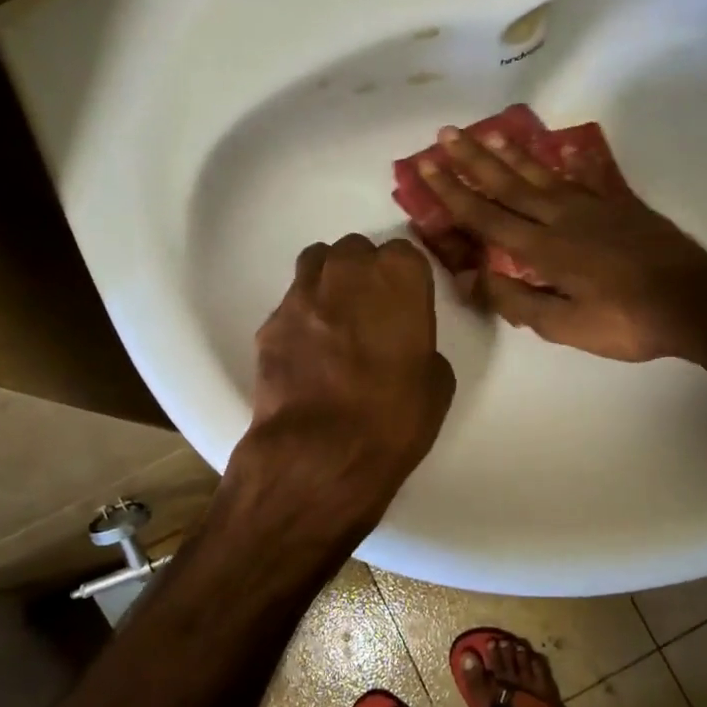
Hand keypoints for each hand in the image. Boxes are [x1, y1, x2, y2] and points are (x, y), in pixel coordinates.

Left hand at [229, 234, 455, 542]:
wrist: (319, 454)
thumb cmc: (393, 418)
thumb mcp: (437, 383)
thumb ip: (421, 346)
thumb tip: (403, 347)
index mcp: (397, 277)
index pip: (404, 253)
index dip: (406, 280)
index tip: (407, 305)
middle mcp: (347, 272)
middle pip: (356, 251)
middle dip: (365, 273)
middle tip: (372, 311)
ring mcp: (302, 294)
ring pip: (316, 264)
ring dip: (330, 282)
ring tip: (337, 319)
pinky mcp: (270, 323)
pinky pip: (291, 304)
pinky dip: (302, 317)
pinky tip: (309, 351)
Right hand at [418, 125, 706, 361]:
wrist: (694, 302)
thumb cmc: (626, 322)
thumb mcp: (565, 326)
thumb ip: (517, 301)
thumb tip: (473, 278)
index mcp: (543, 249)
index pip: (486, 216)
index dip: (452, 192)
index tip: (426, 166)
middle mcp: (561, 218)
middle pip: (508, 184)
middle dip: (473, 159)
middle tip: (446, 132)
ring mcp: (593, 207)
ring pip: (542, 174)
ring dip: (511, 153)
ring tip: (488, 131)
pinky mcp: (620, 205)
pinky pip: (586, 177)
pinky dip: (569, 162)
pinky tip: (560, 150)